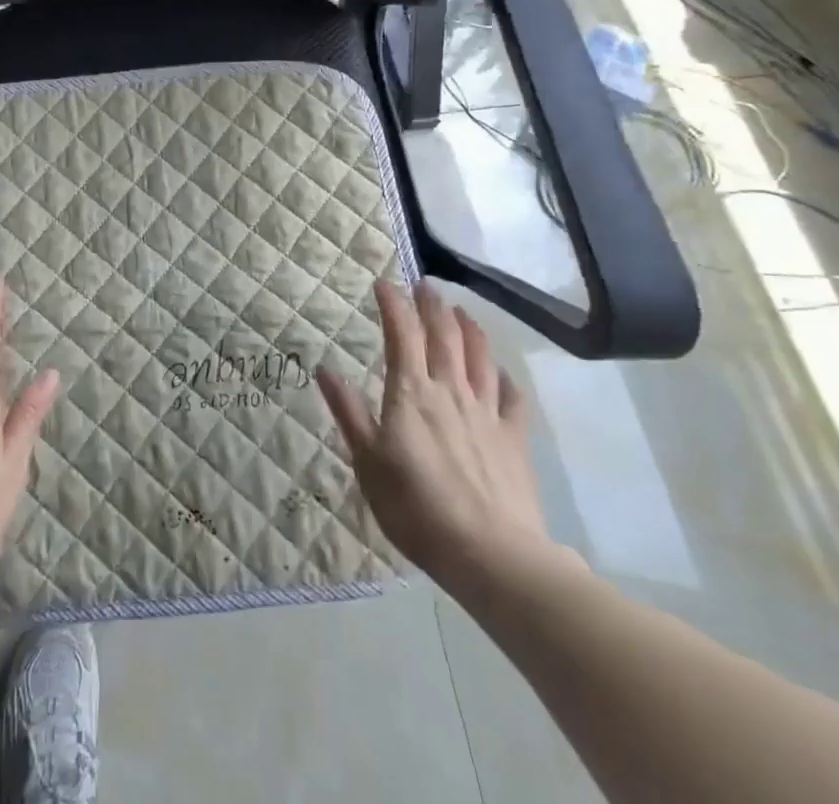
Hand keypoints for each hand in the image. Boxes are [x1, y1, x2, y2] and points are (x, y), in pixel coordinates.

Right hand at [317, 281, 574, 603]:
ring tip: (461, 312)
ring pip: (479, 357)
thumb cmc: (417, 508)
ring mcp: (487, 413)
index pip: (401, 334)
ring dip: (469, 328)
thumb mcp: (368, 462)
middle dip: (433, 306)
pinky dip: (503, 378)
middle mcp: (450, 391)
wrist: (492, 554)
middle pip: (444, 336)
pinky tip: (500, 373)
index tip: (384, 283)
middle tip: (425, 286)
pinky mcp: (514, 439)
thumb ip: (350, 413)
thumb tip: (325, 370)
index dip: (393, 304)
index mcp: (411, 393)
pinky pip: (511, 398)